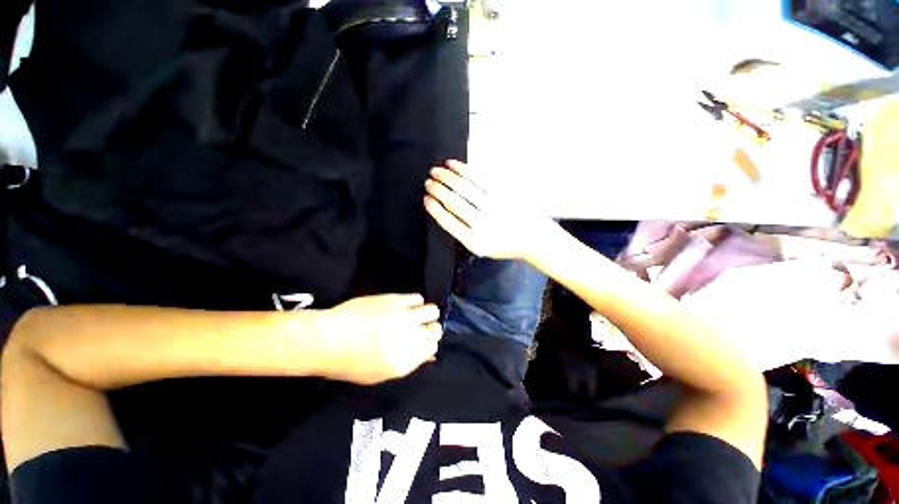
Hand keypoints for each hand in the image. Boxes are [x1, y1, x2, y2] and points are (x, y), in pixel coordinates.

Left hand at [319, 294, 441, 384]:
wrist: (328, 337)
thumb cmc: (349, 362)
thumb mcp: (380, 374)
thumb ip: (408, 363)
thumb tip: (429, 354)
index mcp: (405, 360)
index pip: (432, 348)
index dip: (429, 344)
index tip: (423, 341)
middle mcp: (409, 336)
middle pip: (436, 329)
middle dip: (430, 329)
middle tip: (420, 328)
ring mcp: (403, 315)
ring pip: (431, 310)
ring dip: (424, 314)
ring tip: (412, 315)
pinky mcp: (395, 299)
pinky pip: (417, 297)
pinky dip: (414, 302)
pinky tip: (404, 306)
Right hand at [424, 160, 556, 260]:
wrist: (534, 237)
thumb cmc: (506, 244)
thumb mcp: (482, 248)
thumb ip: (463, 233)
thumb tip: (444, 211)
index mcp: (474, 241)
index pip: (447, 221)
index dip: (434, 208)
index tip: (426, 198)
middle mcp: (482, 224)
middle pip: (453, 201)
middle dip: (437, 189)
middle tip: (429, 181)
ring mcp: (493, 206)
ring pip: (463, 187)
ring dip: (446, 176)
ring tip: (436, 170)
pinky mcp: (502, 193)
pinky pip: (479, 177)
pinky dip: (463, 169)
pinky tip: (454, 164)